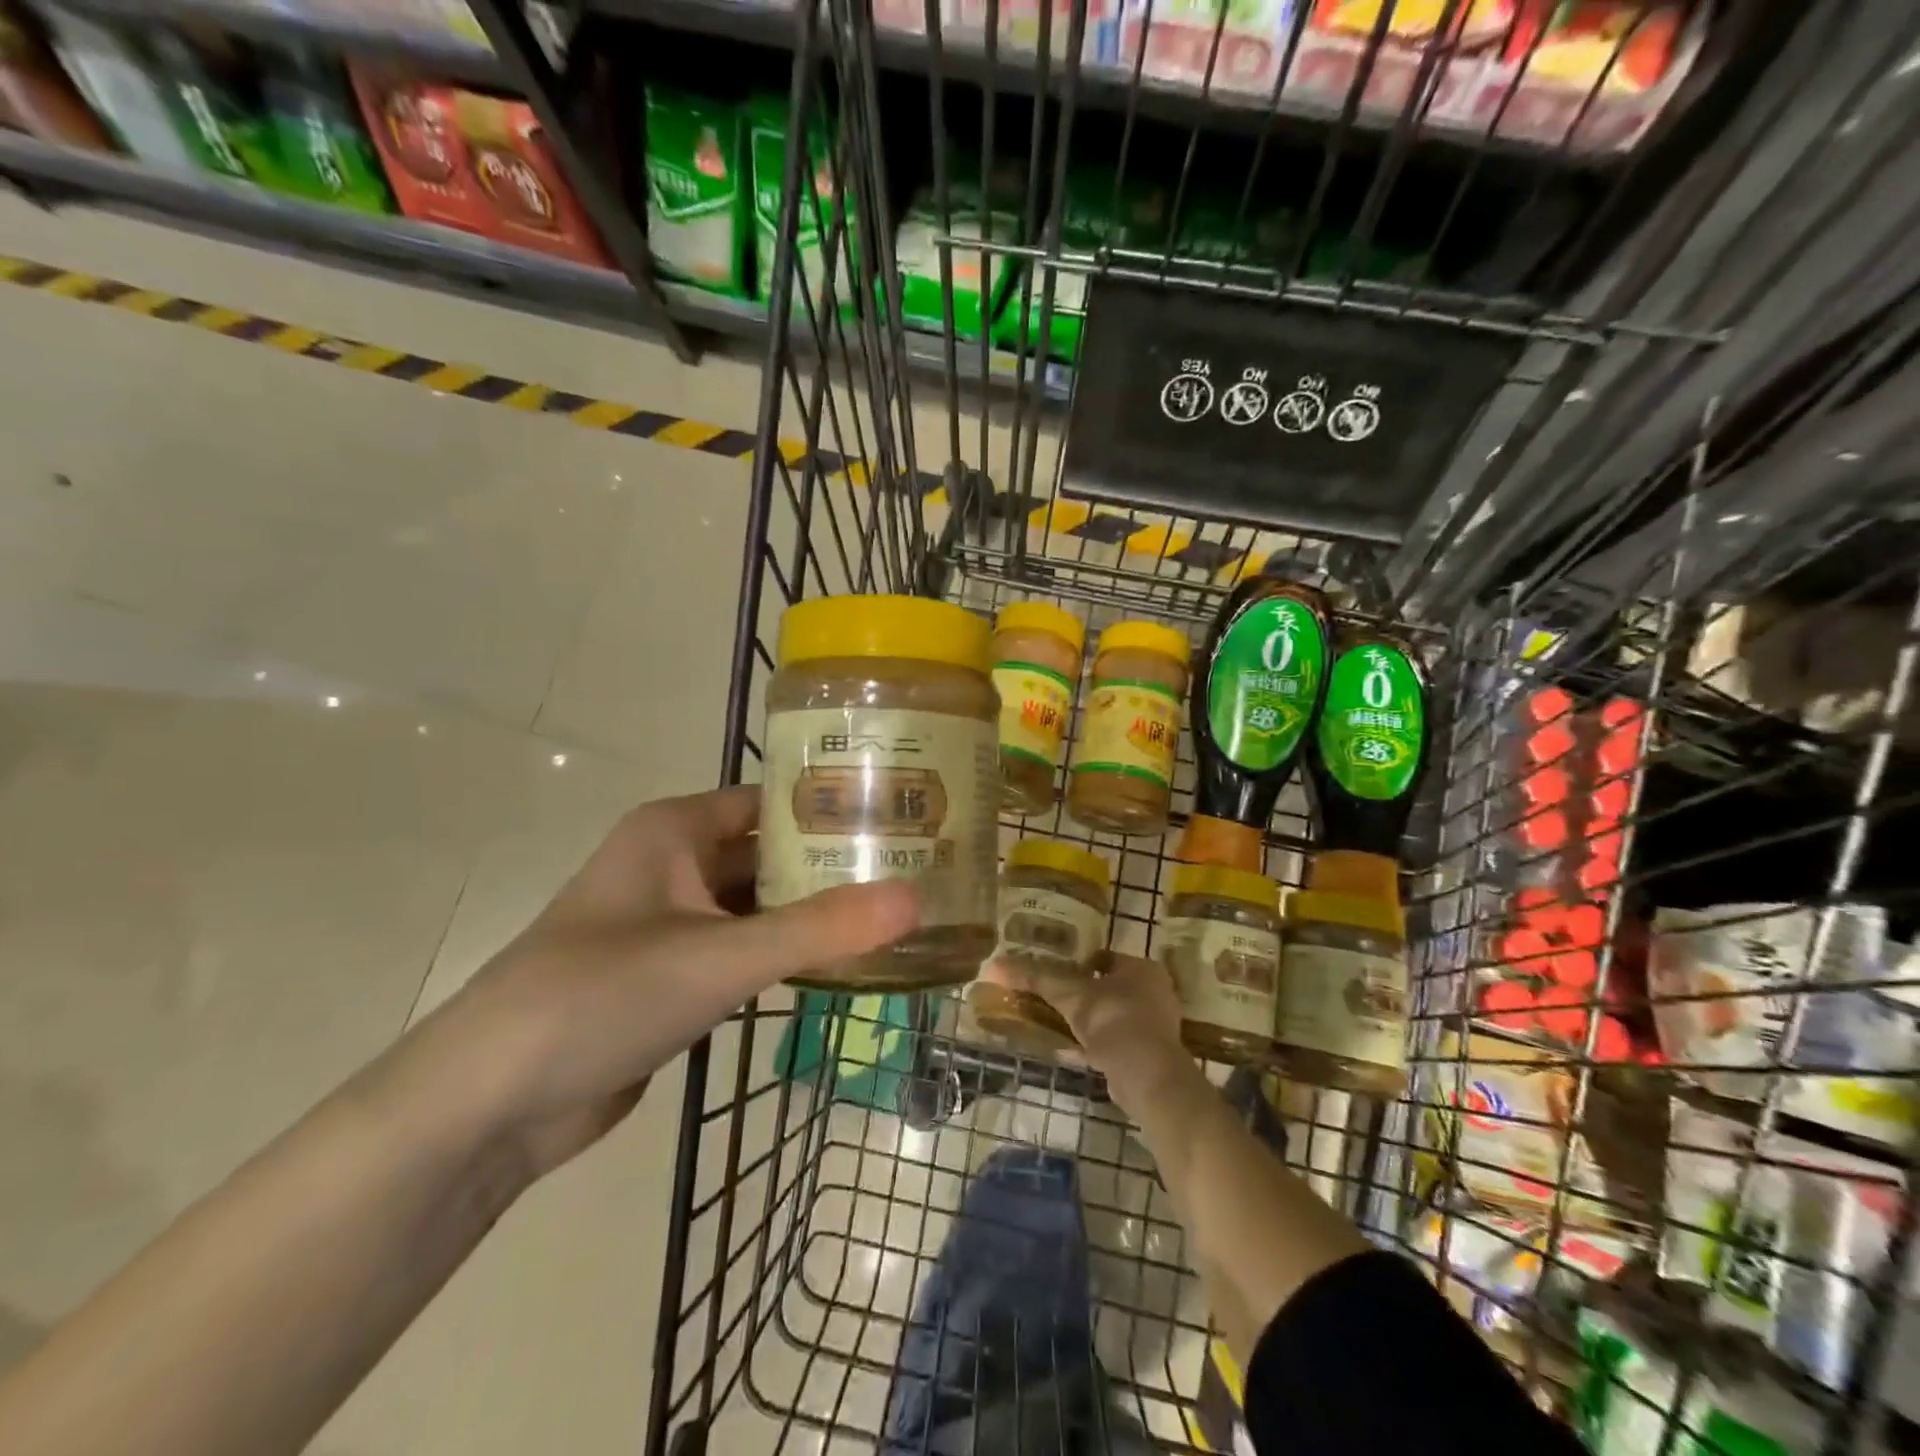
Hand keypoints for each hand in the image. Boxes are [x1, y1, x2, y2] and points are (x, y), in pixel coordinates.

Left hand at [398, 786, 918, 1179]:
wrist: (489, 1103)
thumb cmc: (600, 995)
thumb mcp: (718, 956)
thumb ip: (820, 930)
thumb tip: (916, 899)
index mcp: (674, 830)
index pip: (771, 800)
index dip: (832, 805)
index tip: (901, 816)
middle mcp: (673, 864)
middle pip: (770, 852)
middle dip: (833, 864)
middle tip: (914, 870)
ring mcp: (671, 922)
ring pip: (759, 905)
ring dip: (813, 913)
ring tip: (893, 914)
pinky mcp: (672, 976)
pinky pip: (743, 949)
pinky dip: (786, 955)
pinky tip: (842, 964)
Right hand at [1029, 952, 1191, 1101]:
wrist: (1146, 1075)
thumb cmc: (1112, 1020)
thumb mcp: (1068, 994)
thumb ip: (1034, 978)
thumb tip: (993, 965)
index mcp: (1142, 969)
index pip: (1106, 958)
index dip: (1080, 964)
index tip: (1056, 973)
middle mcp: (1155, 993)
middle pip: (1111, 987)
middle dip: (1085, 994)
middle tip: (1055, 998)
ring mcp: (1156, 1026)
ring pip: (1113, 1016)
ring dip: (1089, 1021)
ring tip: (1058, 1023)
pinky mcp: (1151, 1056)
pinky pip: (1117, 1043)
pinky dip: (1096, 1045)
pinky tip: (1071, 1050)